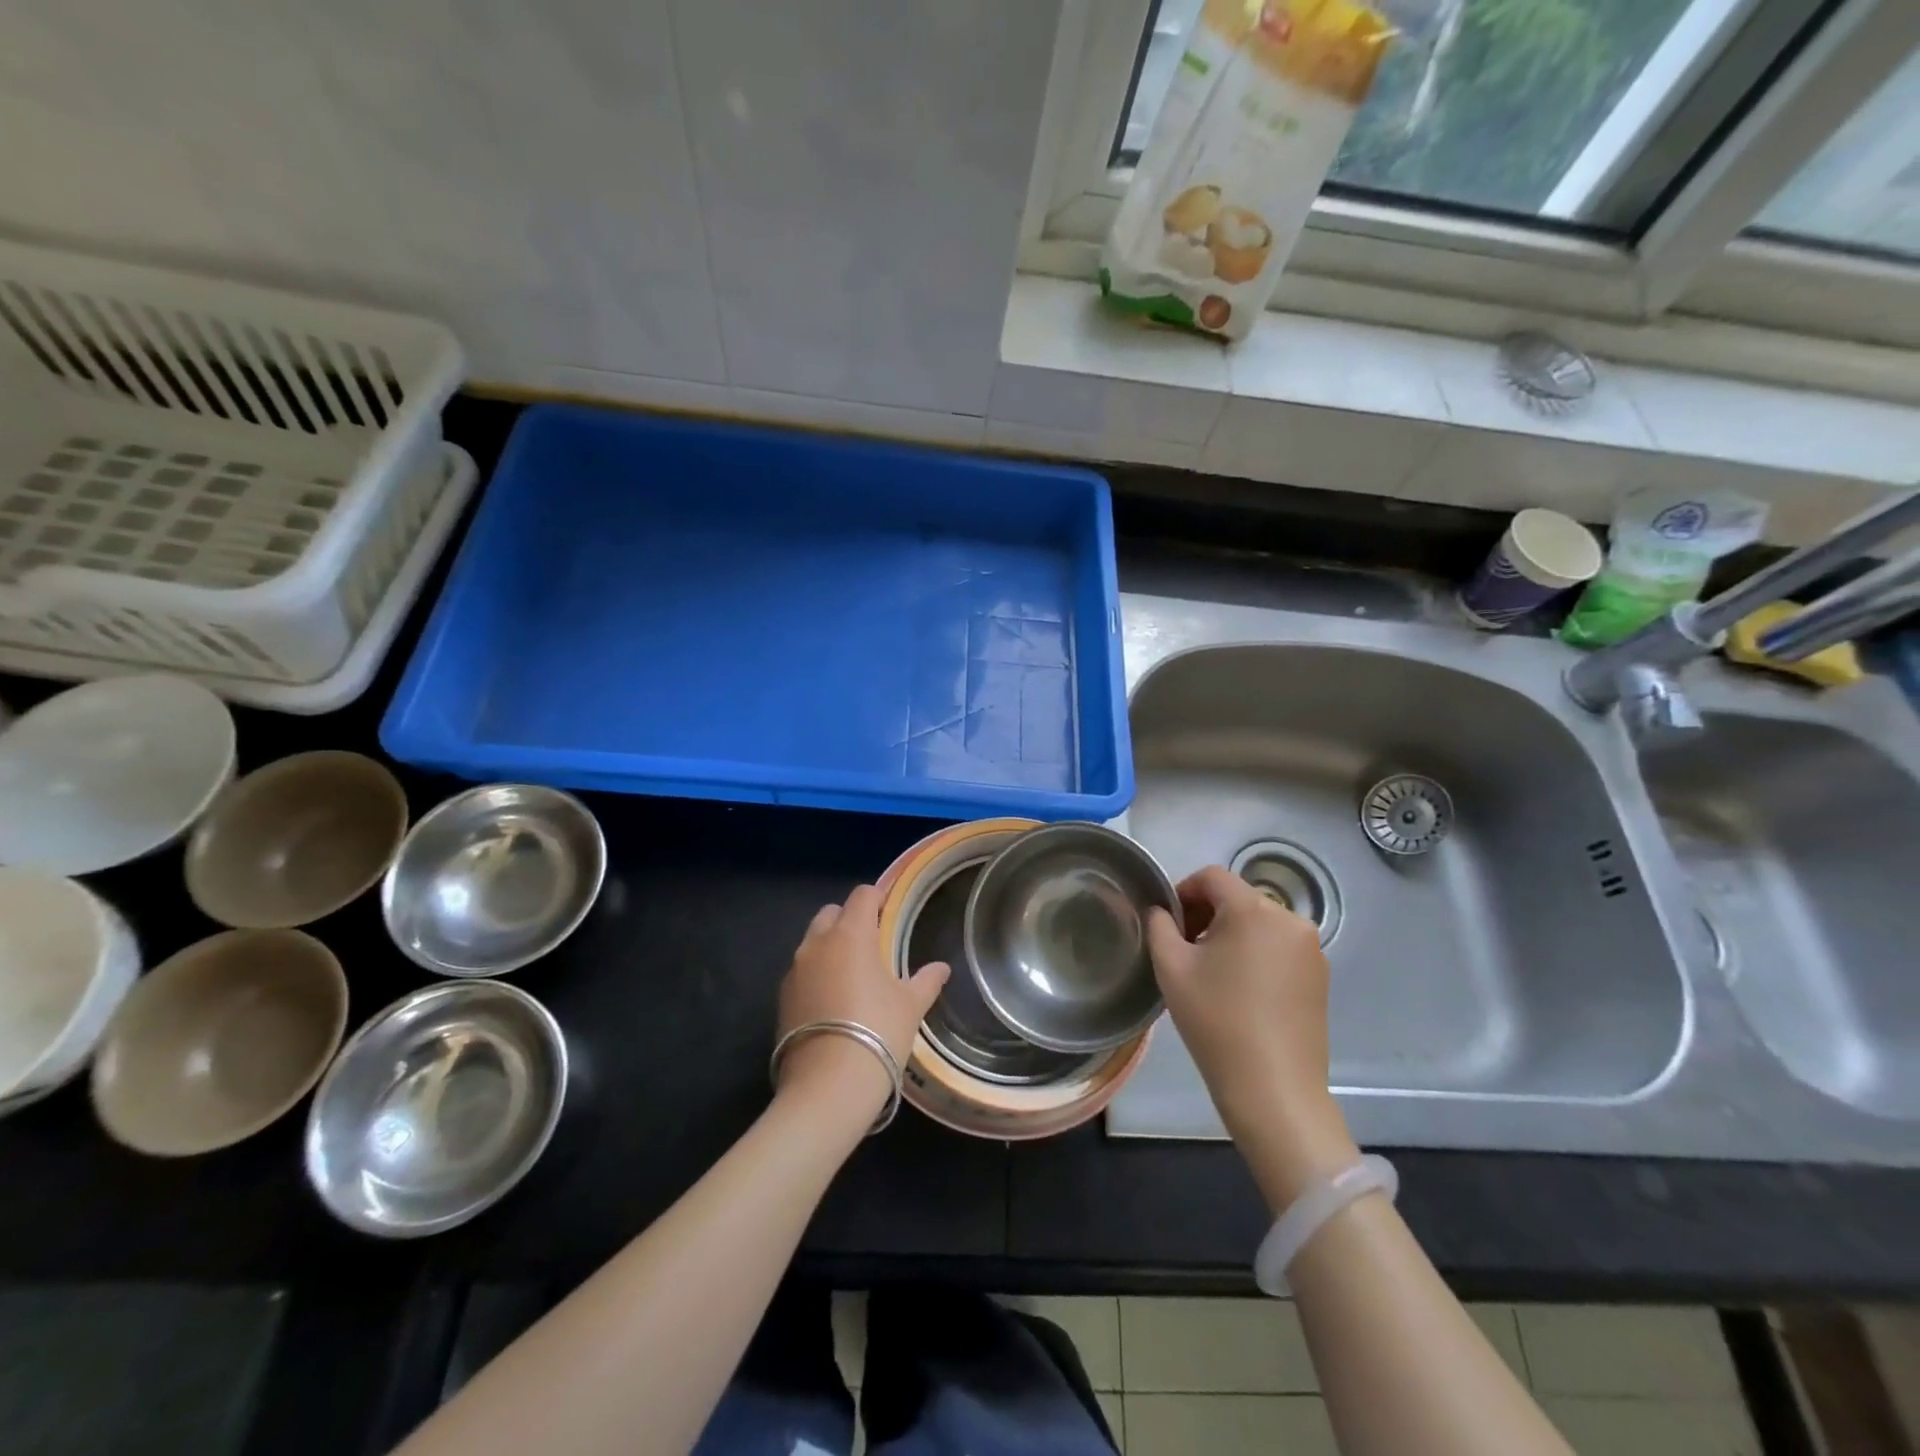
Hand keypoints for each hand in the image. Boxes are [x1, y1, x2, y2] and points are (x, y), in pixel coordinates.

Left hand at [775, 884, 949, 1123]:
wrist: (828, 1085)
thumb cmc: (878, 1032)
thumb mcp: (910, 1006)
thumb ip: (926, 980)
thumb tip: (941, 968)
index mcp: (851, 934)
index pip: (862, 895)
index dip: (878, 897)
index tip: (890, 910)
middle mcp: (817, 943)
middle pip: (831, 913)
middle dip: (849, 919)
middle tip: (871, 943)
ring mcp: (794, 970)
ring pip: (812, 942)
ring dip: (830, 947)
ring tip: (851, 974)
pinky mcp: (781, 998)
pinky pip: (801, 972)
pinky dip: (816, 975)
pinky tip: (832, 1001)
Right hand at [1145, 867, 1357, 1206]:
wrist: (1273, 1090)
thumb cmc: (1216, 1021)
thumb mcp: (1171, 967)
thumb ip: (1159, 925)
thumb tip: (1162, 910)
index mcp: (1254, 910)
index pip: (1213, 877)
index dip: (1183, 890)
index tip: (1167, 922)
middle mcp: (1290, 920)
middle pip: (1238, 898)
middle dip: (1206, 914)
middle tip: (1183, 948)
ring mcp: (1311, 949)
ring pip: (1259, 923)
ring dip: (1231, 934)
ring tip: (1211, 972)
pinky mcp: (1320, 977)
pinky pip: (1279, 947)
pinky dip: (1255, 954)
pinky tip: (1240, 990)